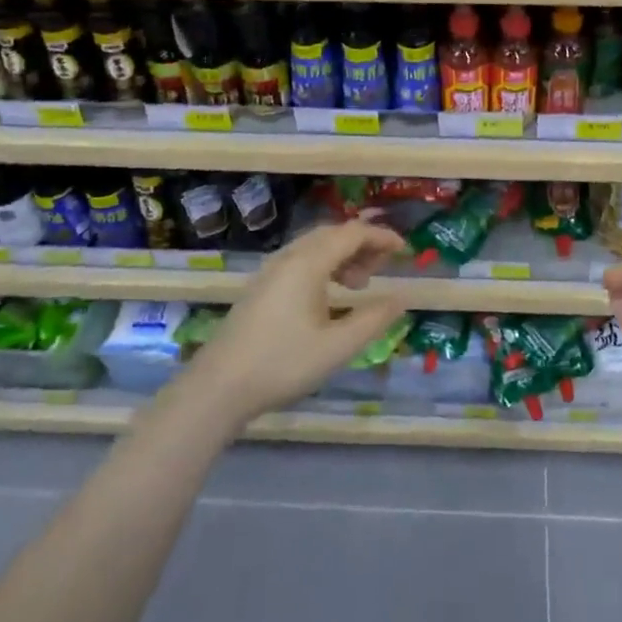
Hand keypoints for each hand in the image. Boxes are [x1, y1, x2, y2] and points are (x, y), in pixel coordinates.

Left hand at [181, 214, 408, 427]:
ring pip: (315, 246)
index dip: (381, 237)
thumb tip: (401, 299)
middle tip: (384, 266)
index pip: (352, 233)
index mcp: (308, 262)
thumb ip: (372, 320)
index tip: (404, 250)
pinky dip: (324, 265)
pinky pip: (301, 260)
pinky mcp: (261, 286)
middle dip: (363, 244)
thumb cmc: (282, 363)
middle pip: (333, 234)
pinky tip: (329, 294)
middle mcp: (289, 257)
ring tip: (360, 283)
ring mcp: (271, 270)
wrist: (218, 387)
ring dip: (343, 255)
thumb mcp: (336, 347)